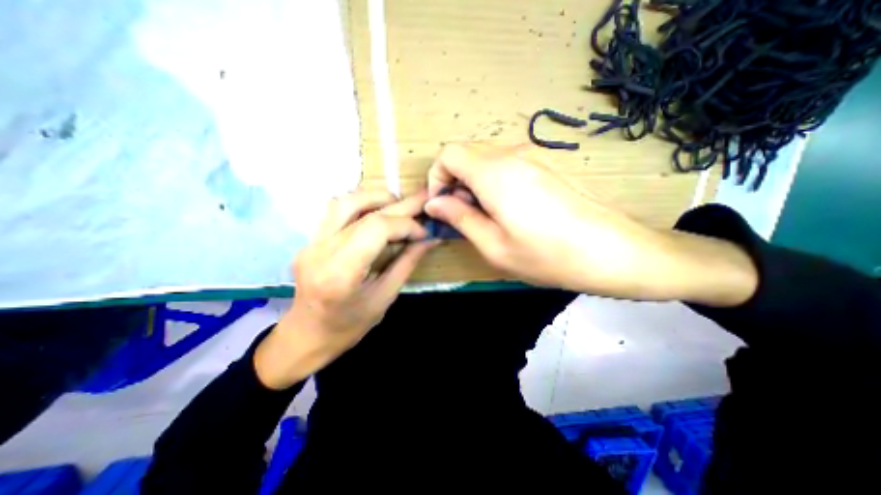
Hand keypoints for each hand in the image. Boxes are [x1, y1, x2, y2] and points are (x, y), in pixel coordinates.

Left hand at [253, 189, 435, 389]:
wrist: (306, 335)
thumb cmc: (349, 326)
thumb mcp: (385, 297)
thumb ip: (408, 262)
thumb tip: (430, 238)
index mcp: (340, 273)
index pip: (376, 228)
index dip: (405, 224)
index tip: (424, 232)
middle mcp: (320, 250)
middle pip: (363, 210)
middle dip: (400, 204)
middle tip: (424, 200)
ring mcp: (311, 242)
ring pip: (345, 201)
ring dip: (377, 198)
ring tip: (399, 205)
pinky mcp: (310, 239)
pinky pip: (338, 210)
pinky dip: (363, 205)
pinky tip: (378, 212)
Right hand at [423, 143, 752, 302]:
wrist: (613, 251)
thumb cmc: (548, 256)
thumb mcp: (493, 246)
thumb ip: (459, 218)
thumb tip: (434, 203)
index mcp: (495, 173)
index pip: (448, 153)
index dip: (437, 177)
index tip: (443, 205)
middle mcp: (512, 154)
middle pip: (466, 153)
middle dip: (454, 182)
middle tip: (463, 215)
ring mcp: (533, 156)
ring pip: (485, 159)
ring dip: (474, 183)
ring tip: (486, 216)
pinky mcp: (545, 164)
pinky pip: (506, 164)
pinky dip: (493, 182)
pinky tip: (508, 209)